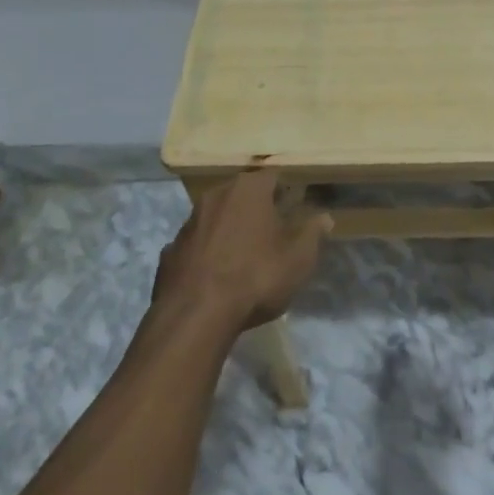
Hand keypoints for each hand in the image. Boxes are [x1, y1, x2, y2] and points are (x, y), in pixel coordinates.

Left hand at [154, 171, 331, 330]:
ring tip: (242, 258)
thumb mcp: (298, 258)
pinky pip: (195, 246)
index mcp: (249, 189)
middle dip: (256, 210)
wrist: (195, 317)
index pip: (273, 178)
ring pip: (215, 218)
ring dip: (228, 231)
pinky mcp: (169, 252)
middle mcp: (216, 196)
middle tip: (271, 234)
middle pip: (241, 196)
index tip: (294, 211)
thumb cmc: (255, 277)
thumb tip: (324, 217)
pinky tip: (214, 278)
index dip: (285, 193)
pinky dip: (205, 255)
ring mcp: (188, 223)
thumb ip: (313, 233)